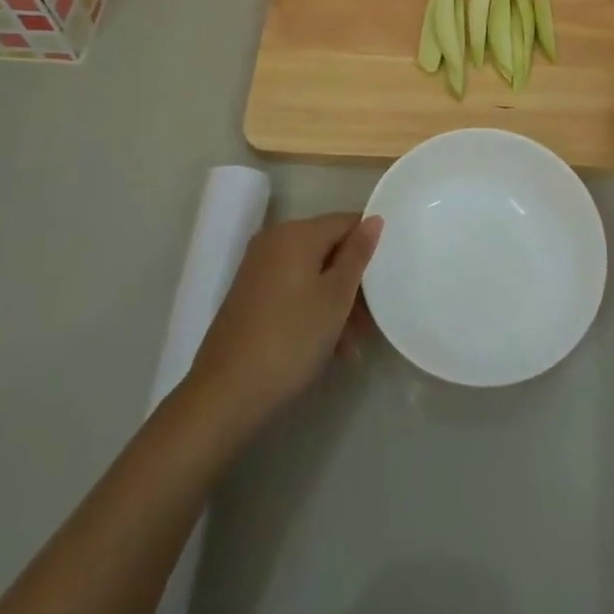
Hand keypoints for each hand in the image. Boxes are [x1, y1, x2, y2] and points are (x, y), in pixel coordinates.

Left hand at [187, 213, 382, 429]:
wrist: (225, 393)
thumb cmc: (291, 338)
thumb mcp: (335, 297)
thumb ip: (357, 254)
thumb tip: (374, 219)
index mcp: (296, 233)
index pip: (346, 222)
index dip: (370, 246)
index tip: (387, 277)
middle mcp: (274, 241)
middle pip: (328, 250)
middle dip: (353, 283)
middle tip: (372, 320)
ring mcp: (258, 270)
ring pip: (312, 275)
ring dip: (336, 303)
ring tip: (353, 345)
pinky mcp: (249, 297)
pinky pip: (293, 291)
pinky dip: (312, 310)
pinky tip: (329, 347)